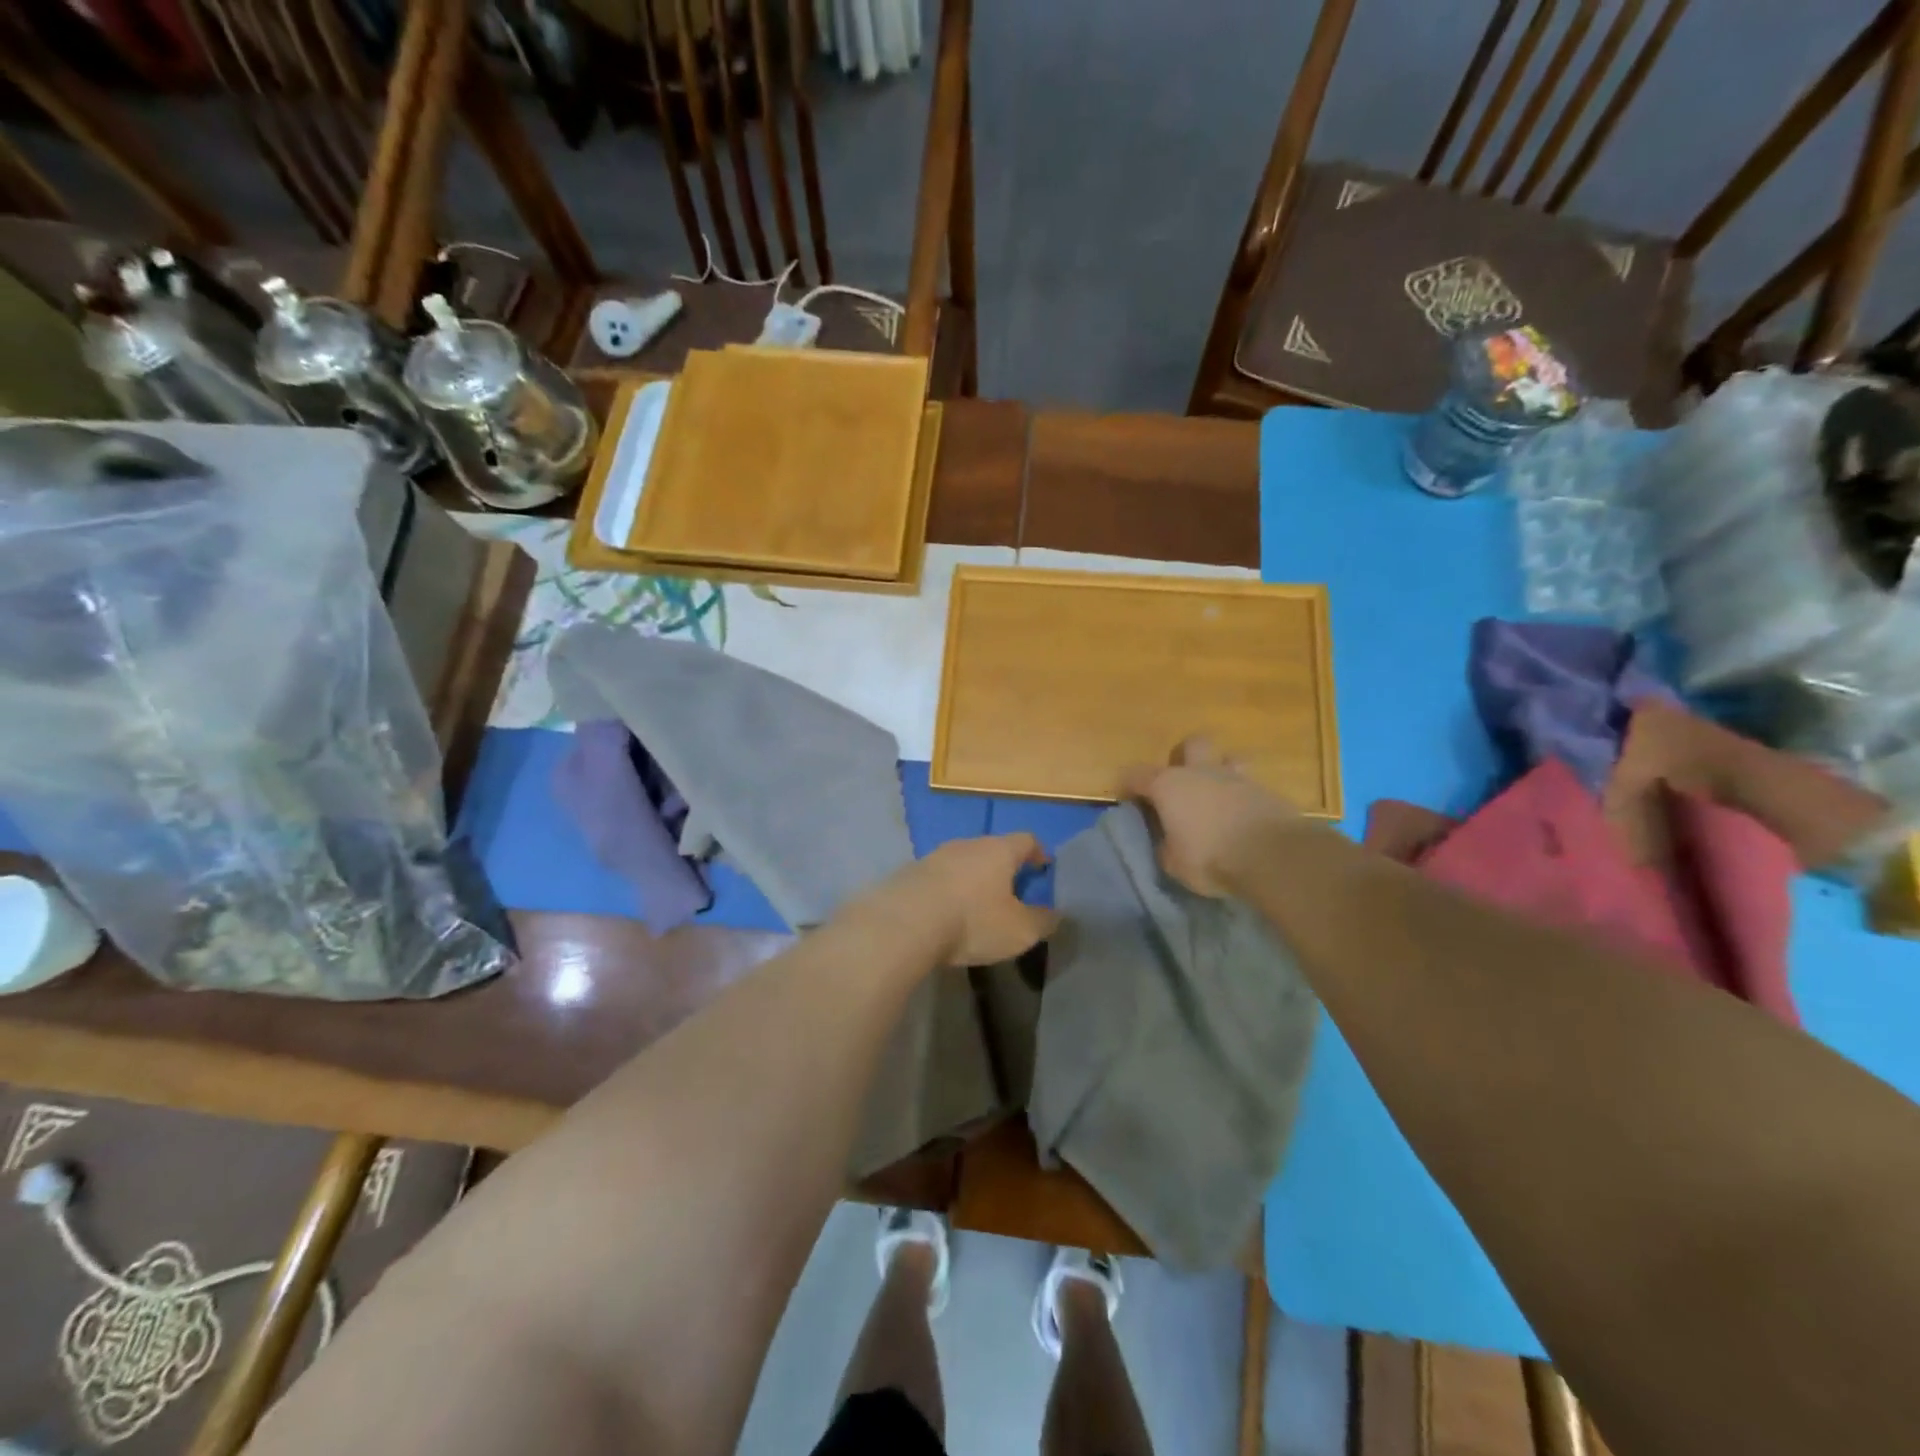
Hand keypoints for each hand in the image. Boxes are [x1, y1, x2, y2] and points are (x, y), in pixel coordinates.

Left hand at [871, 833, 1058, 966]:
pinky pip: (937, 878)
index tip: (1043, 866)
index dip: (1038, 852)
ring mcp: (934, 856)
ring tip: (976, 902)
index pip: (1026, 839)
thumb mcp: (1019, 930)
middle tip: (1011, 889)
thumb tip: (1056, 914)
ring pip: (962, 861)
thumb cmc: (972, 921)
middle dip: (1003, 866)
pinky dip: (947, 890)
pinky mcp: (909, 873)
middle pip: (992, 848)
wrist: (904, 923)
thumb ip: (1043, 921)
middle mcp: (967, 844)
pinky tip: (945, 912)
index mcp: (999, 850)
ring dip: (972, 878)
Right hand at [1119, 737, 1301, 896]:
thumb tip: (1167, 842)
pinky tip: (1244, 819)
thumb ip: (1165, 847)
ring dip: (1221, 772)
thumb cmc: (1211, 857)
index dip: (1128, 785)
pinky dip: (1244, 799)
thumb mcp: (1174, 864)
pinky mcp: (1268, 793)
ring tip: (1218, 797)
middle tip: (1182, 783)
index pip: (1136, 774)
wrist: (1273, 856)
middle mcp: (1202, 772)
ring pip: (1228, 760)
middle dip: (1185, 757)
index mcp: (1169, 785)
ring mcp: (1238, 778)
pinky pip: (1251, 787)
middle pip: (1192, 745)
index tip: (1126, 800)